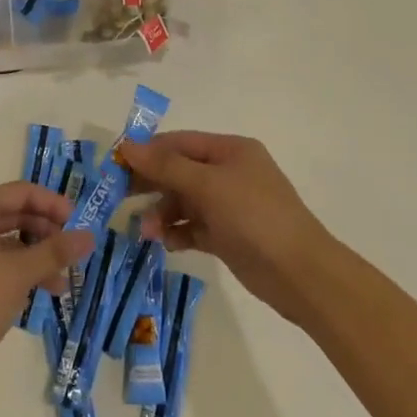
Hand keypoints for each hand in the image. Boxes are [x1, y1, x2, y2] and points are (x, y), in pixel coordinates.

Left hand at [0, 182, 93, 383]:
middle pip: (13, 213)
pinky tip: (39, 290)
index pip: (20, 192)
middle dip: (46, 232)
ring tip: (62, 282)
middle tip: (72, 251)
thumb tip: (90, 236)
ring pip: (5, 240)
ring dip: (35, 256)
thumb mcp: (19, 274)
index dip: (52, 204)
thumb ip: (55, 251)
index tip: (78, 223)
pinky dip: (17, 269)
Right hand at [120, 132, 336, 321]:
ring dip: (162, 213)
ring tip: (147, 232)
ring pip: (184, 202)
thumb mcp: (207, 186)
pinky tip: (166, 242)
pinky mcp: (228, 236)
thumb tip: (128, 145)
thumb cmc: (254, 217)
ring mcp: (229, 206)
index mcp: (230, 151)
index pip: (180, 142)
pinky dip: (177, 233)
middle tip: (120, 197)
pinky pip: (193, 227)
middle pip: (179, 171)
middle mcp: (229, 173)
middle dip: (152, 184)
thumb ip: (166, 166)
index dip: (148, 151)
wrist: (300, 274)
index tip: (117, 165)